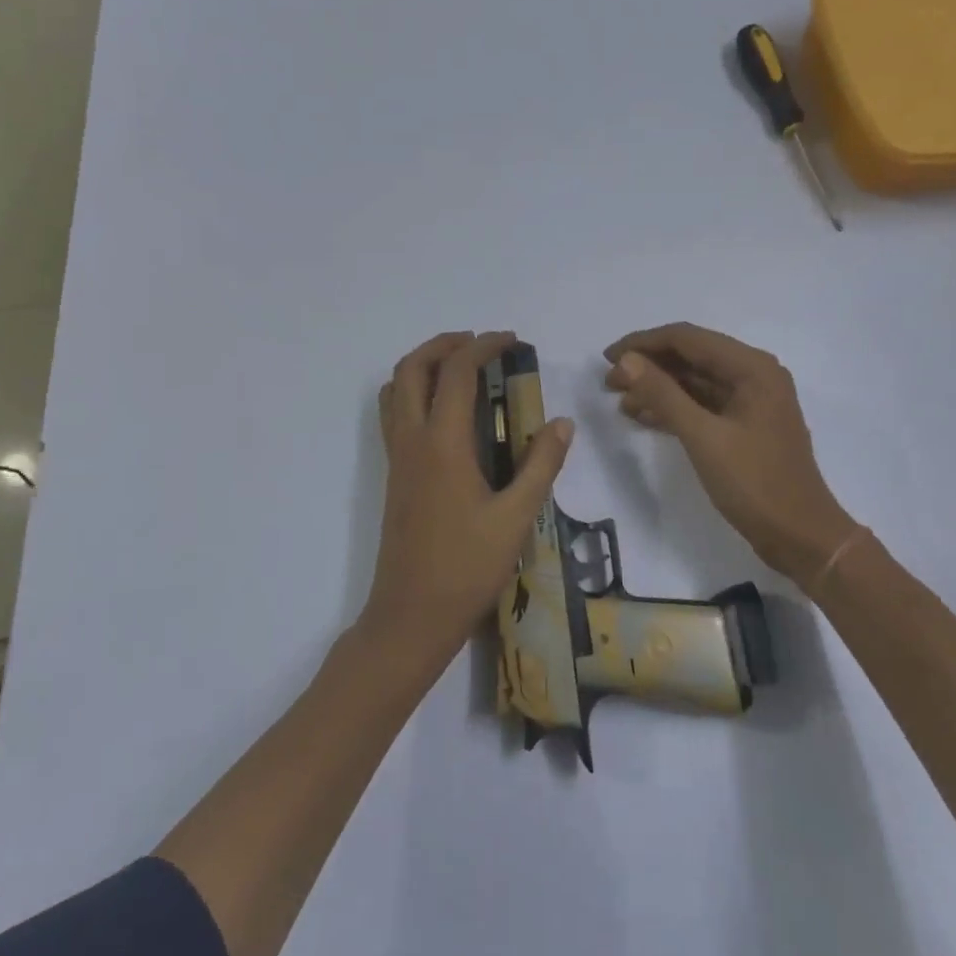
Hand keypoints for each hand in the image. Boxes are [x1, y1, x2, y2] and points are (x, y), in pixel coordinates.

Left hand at [363, 331, 573, 662]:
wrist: (411, 615)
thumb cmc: (467, 568)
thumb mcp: (516, 517)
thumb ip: (541, 464)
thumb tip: (562, 423)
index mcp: (443, 444)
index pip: (458, 373)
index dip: (484, 347)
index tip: (510, 340)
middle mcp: (412, 440)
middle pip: (413, 367)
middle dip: (444, 344)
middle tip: (479, 344)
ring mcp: (397, 458)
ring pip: (396, 388)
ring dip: (423, 364)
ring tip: (459, 367)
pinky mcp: (393, 475)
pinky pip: (394, 414)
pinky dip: (413, 391)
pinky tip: (445, 412)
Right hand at [604, 323, 858, 592]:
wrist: (800, 537)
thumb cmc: (755, 484)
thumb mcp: (703, 437)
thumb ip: (663, 394)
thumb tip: (625, 360)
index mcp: (752, 367)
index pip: (687, 338)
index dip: (643, 343)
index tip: (606, 358)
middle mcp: (753, 374)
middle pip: (691, 356)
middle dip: (648, 365)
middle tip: (608, 382)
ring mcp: (750, 401)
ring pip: (694, 381)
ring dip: (657, 387)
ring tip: (619, 400)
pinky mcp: (744, 425)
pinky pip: (702, 404)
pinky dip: (673, 407)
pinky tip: (642, 417)